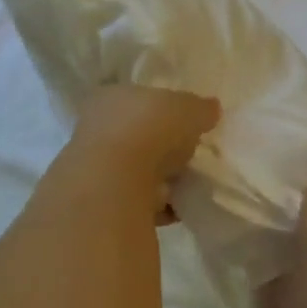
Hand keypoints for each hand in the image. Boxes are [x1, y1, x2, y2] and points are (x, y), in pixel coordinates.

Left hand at [62, 85, 220, 219]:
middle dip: (161, 147)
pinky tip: (176, 210)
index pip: (137, 100)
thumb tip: (210, 108)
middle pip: (135, 136)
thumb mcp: (188, 108)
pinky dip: (155, 206)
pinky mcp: (102, 202)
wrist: (115, 184)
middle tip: (189, 156)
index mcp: (111, 97)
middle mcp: (97, 129)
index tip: (185, 124)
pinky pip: (136, 202)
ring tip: (186, 185)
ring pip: (134, 170)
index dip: (162, 111)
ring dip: (158, 179)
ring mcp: (96, 168)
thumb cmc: (148, 129)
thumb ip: (200, 108)